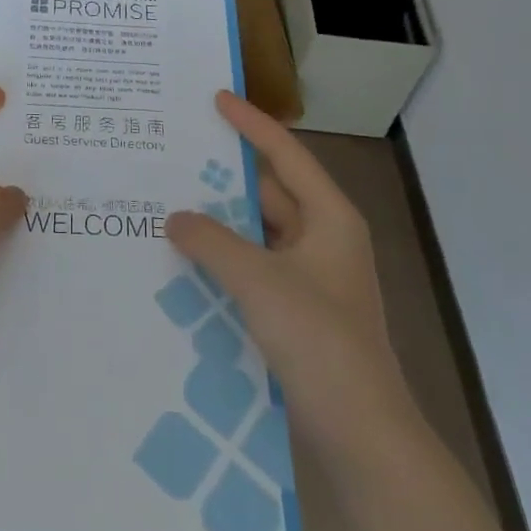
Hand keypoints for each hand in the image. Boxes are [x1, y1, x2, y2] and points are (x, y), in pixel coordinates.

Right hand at [167, 91, 407, 459]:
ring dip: (221, 220)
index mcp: (330, 218)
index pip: (285, 155)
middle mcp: (323, 239)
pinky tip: (188, 258)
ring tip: (171, 201)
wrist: (360, 432)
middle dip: (226, 175)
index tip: (216, 98)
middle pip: (270, 191)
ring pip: (259, 232)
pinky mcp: (298, 309)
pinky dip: (225, 256)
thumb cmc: (318, 340)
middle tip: (177, 154)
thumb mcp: (259, 281)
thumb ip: (212, 241)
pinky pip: (254, 265)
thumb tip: (176, 217)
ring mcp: (312, 276)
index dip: (250, 123)